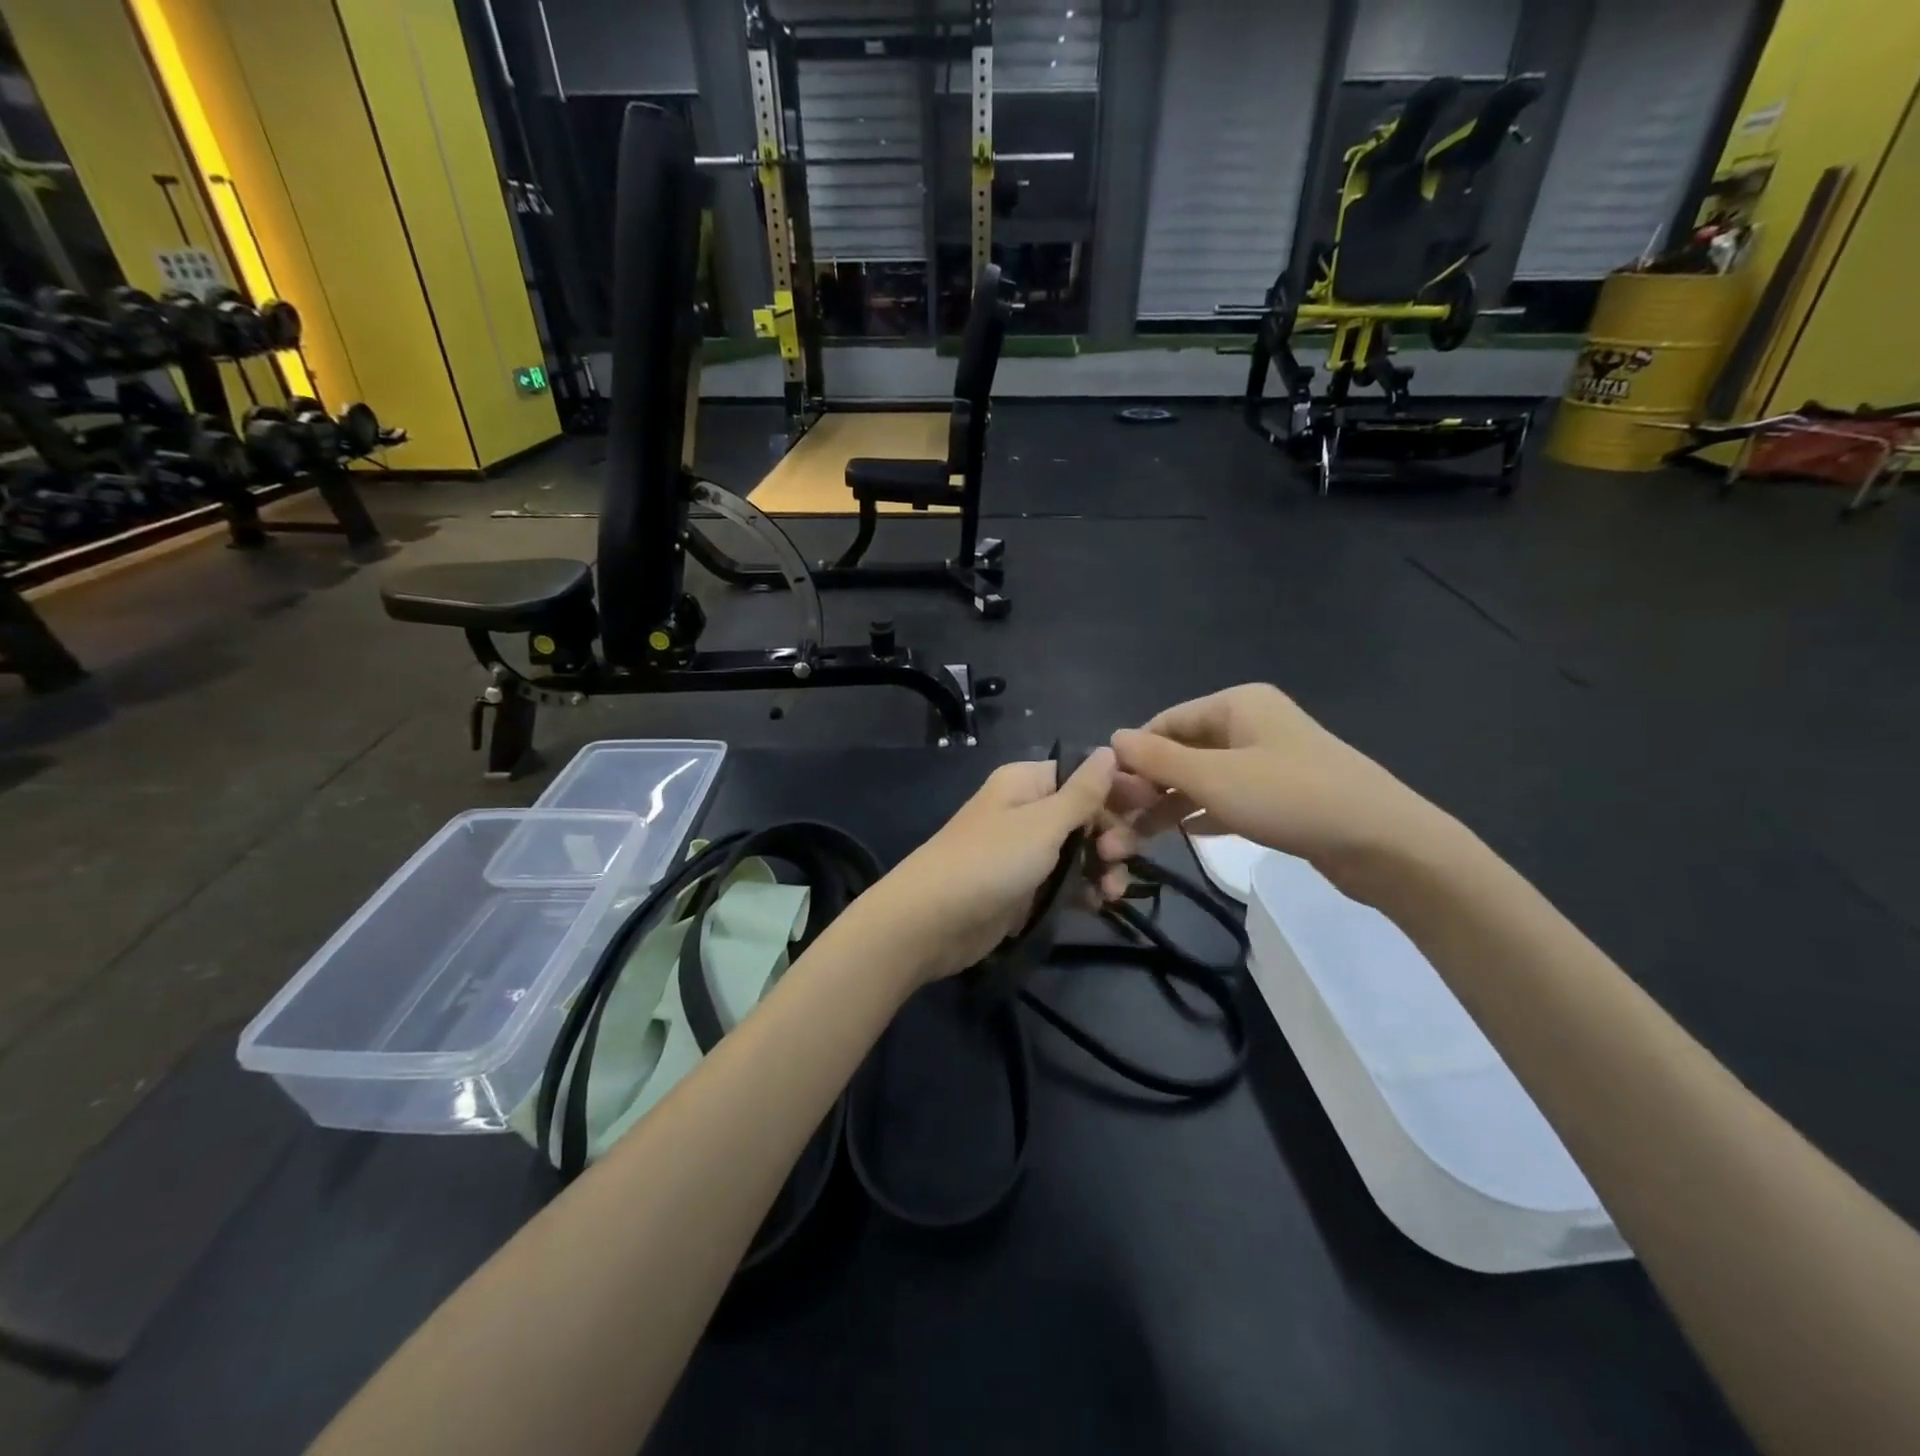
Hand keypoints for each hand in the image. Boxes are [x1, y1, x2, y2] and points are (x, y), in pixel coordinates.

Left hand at [854, 750, 1122, 983]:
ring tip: (1113, 890)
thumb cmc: (991, 860)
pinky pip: (1065, 882)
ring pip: (1080, 851)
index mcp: (1027, 784)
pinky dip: (1085, 890)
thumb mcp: (1043, 823)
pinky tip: (1101, 904)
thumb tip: (1109, 750)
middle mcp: (1026, 811)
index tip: (1153, 808)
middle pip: (1086, 814)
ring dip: (1104, 867)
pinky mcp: (1024, 888)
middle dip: (1112, 834)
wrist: (931, 921)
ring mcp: (1024, 852)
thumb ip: (1083, 792)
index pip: (1084, 775)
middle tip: (1118, 856)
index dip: (1118, 790)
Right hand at [1098, 685, 1464, 901]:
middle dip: (1150, 785)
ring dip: (1171, 804)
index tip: (1107, 796)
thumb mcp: (1214, 777)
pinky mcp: (1281, 794)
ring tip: (1139, 838)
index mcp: (1236, 704)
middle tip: (1121, 823)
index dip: (1133, 756)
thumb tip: (1112, 739)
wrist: (1384, 843)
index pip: (1165, 722)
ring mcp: (1268, 759)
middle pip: (1183, 750)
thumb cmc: (1291, 798)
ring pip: (1204, 777)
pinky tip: (1183, 835)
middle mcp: (1251, 724)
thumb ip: (1158, 759)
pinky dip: (1204, 812)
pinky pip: (1228, 797)